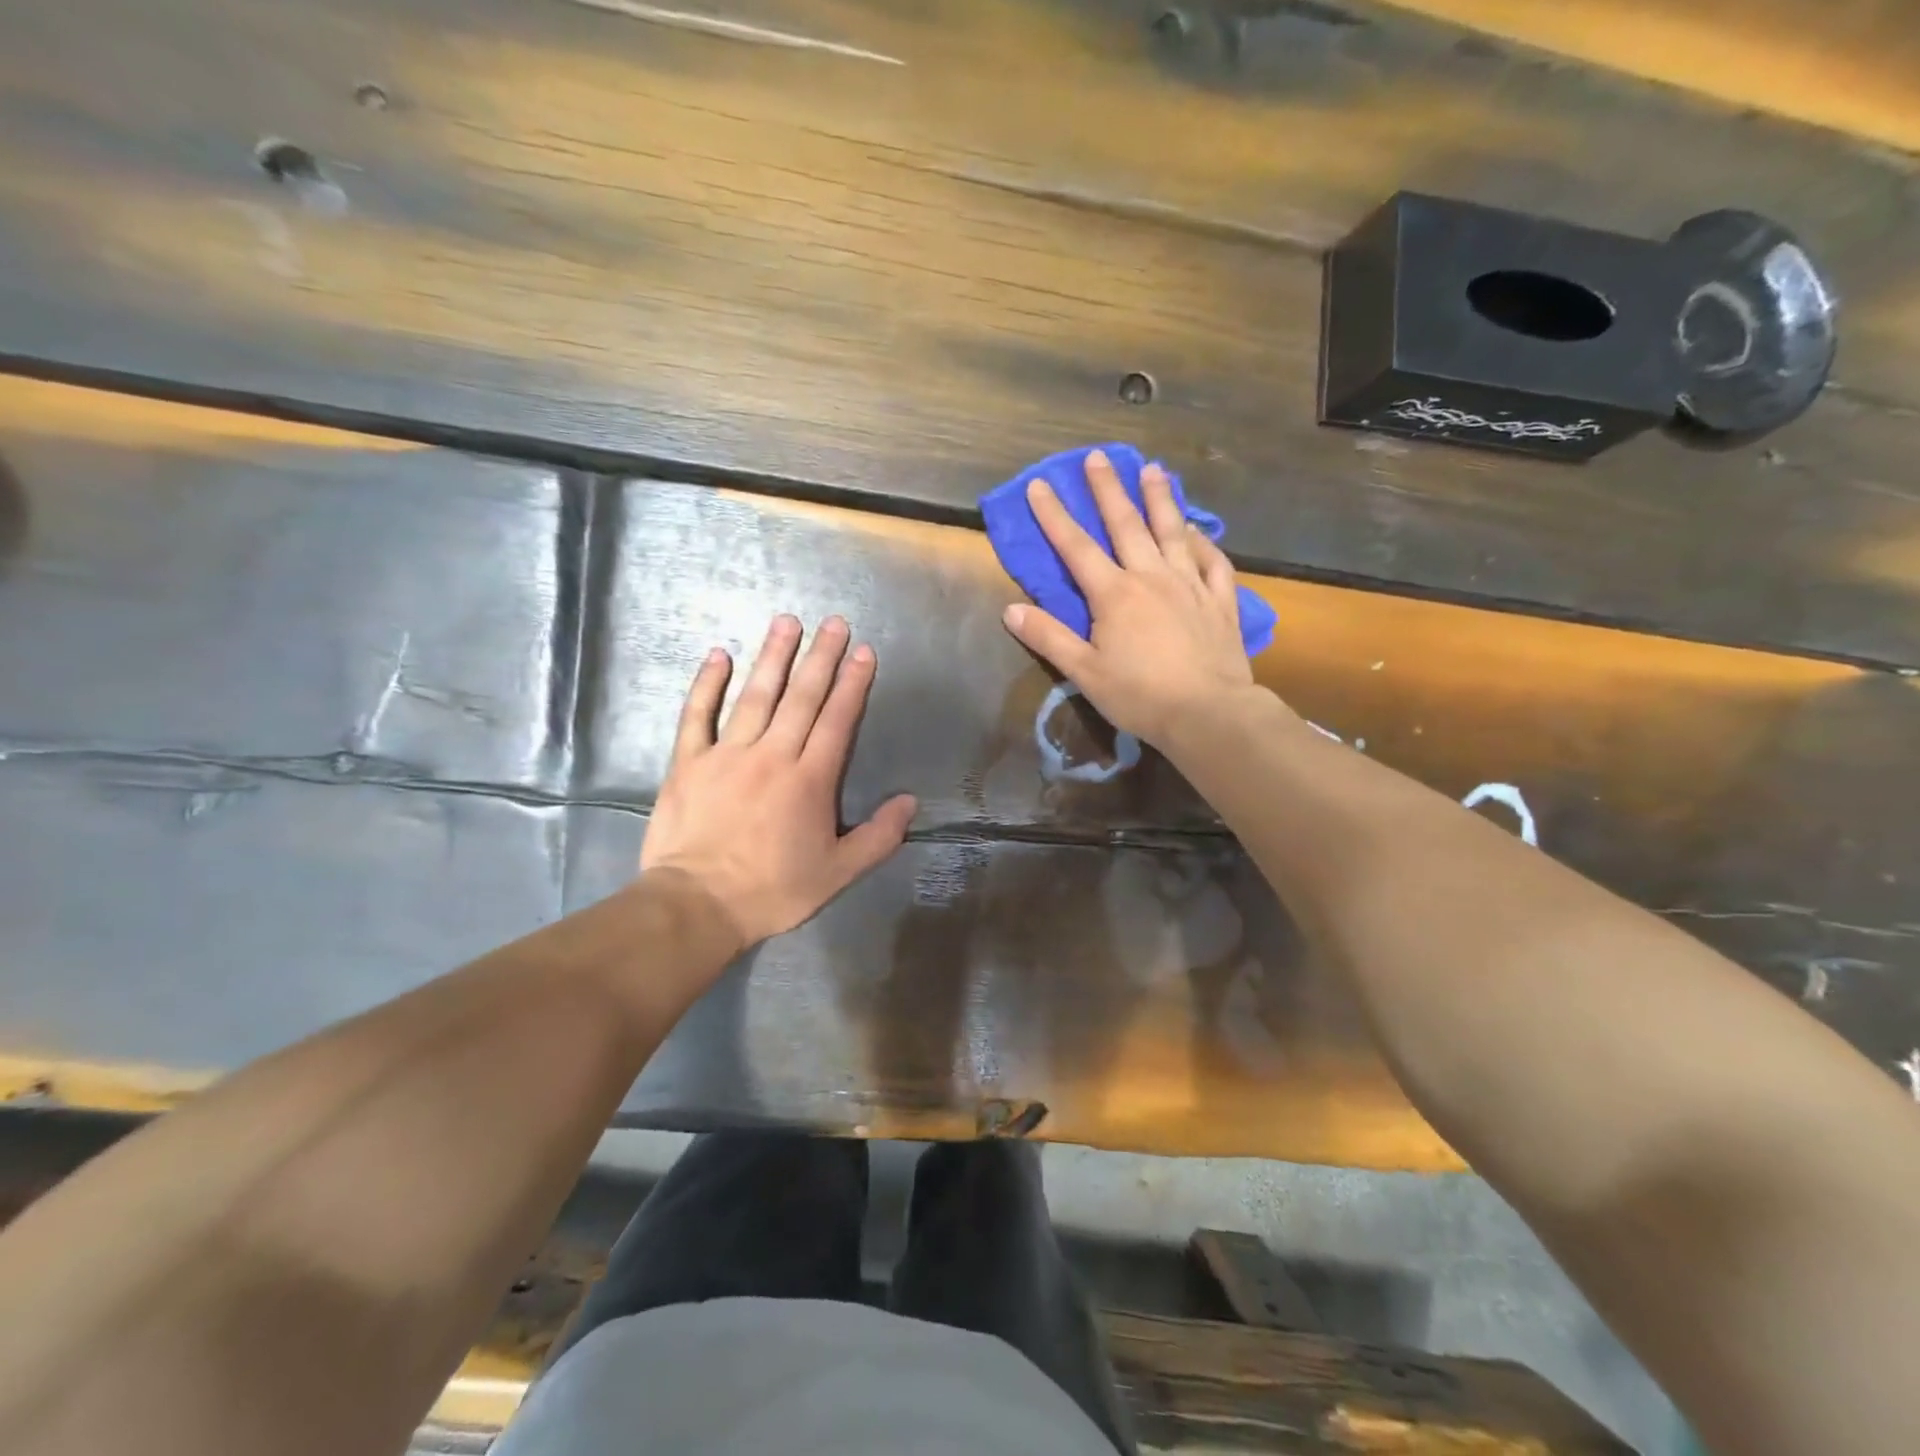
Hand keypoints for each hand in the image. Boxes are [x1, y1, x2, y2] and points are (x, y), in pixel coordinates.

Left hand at [641, 614, 916, 951]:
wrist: (698, 904)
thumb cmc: (773, 890)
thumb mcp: (838, 873)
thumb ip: (878, 837)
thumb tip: (909, 802)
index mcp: (810, 780)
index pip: (837, 720)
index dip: (853, 684)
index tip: (862, 651)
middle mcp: (772, 755)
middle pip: (801, 697)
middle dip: (821, 657)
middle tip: (833, 622)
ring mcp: (727, 754)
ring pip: (755, 696)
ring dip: (773, 657)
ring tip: (786, 622)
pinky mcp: (688, 762)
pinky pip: (697, 715)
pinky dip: (707, 684)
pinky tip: (718, 655)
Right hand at [1001, 450, 1261, 745]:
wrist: (1208, 713)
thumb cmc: (1140, 695)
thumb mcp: (1084, 672)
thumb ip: (1049, 638)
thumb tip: (1010, 610)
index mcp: (1114, 594)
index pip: (1076, 547)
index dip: (1054, 516)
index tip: (1039, 484)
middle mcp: (1151, 577)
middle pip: (1126, 525)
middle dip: (1108, 489)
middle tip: (1098, 457)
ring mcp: (1190, 585)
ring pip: (1173, 532)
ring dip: (1160, 498)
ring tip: (1153, 470)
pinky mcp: (1219, 601)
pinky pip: (1213, 562)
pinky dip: (1204, 542)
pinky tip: (1198, 530)